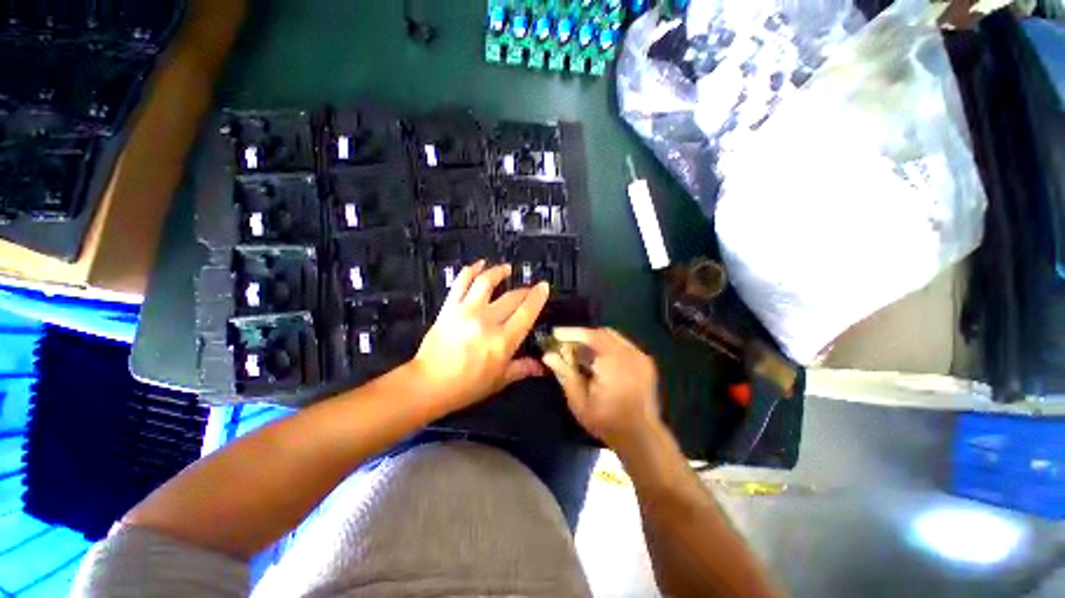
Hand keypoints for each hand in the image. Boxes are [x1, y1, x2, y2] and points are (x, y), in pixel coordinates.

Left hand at [410, 261, 549, 413]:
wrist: (430, 383)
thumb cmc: (467, 387)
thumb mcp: (499, 381)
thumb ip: (521, 369)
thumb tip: (542, 367)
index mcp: (503, 341)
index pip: (527, 312)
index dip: (537, 297)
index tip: (544, 286)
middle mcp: (487, 321)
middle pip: (511, 297)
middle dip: (523, 290)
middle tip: (528, 288)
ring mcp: (466, 311)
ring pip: (486, 282)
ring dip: (498, 272)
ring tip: (505, 268)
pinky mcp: (449, 307)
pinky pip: (461, 283)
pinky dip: (471, 270)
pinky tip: (478, 265)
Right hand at [542, 328, 662, 451]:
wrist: (639, 434)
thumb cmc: (606, 421)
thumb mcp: (579, 401)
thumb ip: (565, 374)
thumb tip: (548, 356)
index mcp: (614, 360)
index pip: (591, 335)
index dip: (571, 333)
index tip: (555, 334)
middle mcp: (630, 353)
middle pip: (604, 334)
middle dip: (585, 336)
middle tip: (567, 345)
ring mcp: (641, 357)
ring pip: (617, 339)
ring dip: (598, 342)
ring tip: (582, 355)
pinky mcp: (647, 365)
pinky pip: (626, 348)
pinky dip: (611, 350)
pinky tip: (600, 363)